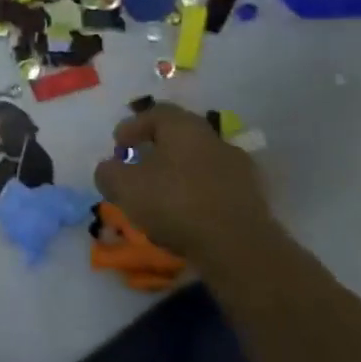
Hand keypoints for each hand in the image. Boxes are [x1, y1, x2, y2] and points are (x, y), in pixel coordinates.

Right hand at [92, 102, 276, 257]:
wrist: (238, 248)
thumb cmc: (175, 203)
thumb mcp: (123, 186)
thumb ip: (108, 172)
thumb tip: (110, 169)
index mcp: (185, 127)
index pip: (156, 113)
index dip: (132, 127)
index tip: (118, 146)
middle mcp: (215, 140)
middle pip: (180, 138)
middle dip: (155, 151)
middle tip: (137, 169)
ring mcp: (239, 169)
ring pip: (198, 163)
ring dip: (177, 175)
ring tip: (159, 198)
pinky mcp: (252, 199)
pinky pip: (214, 188)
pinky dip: (196, 196)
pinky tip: (184, 216)